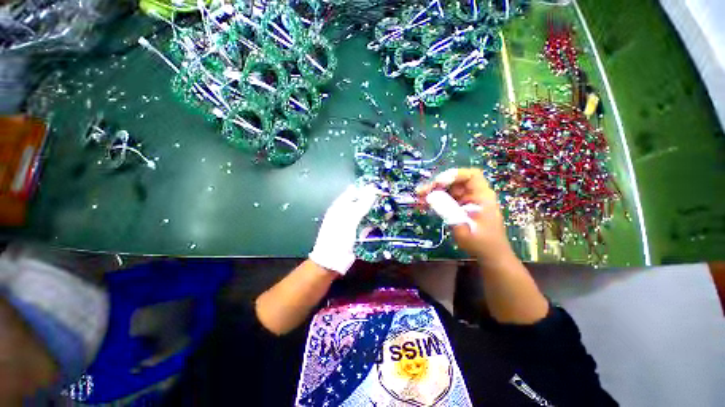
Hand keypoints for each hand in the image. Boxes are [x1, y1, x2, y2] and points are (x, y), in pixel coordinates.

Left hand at [309, 184, 378, 274]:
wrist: (333, 260)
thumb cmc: (338, 236)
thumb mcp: (349, 218)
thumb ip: (362, 204)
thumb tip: (372, 188)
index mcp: (340, 206)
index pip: (353, 192)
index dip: (364, 188)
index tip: (379, 185)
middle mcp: (346, 213)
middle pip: (360, 203)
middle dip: (372, 199)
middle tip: (387, 195)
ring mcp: (352, 224)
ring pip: (366, 214)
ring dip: (375, 211)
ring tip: (389, 205)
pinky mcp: (358, 233)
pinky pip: (368, 225)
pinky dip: (375, 222)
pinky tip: (385, 220)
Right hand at [417, 168, 513, 262]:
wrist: (490, 256)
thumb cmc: (482, 243)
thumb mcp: (464, 228)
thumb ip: (448, 211)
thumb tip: (430, 197)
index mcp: (482, 196)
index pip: (471, 175)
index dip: (454, 175)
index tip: (438, 183)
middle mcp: (474, 195)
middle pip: (454, 182)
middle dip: (436, 185)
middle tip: (420, 193)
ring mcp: (466, 202)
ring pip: (447, 191)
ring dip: (432, 193)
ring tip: (418, 199)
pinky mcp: (459, 208)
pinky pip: (445, 200)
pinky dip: (434, 201)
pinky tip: (423, 205)